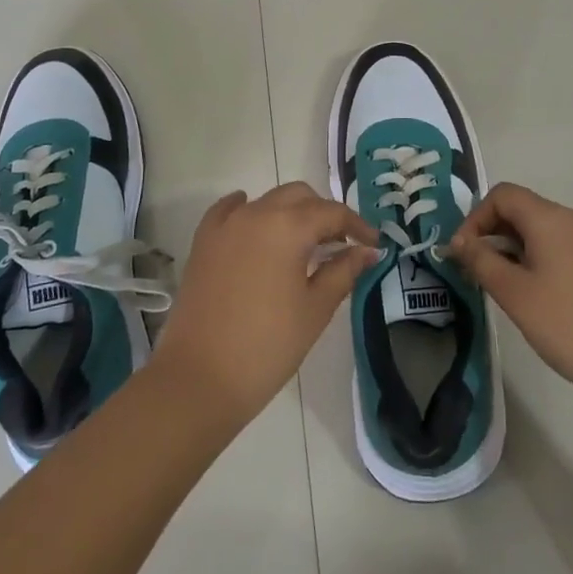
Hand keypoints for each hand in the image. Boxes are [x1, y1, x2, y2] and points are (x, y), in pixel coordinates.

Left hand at [152, 183, 377, 425]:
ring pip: (267, 201)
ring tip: (304, 244)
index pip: (332, 213)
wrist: (199, 377)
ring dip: (290, 212)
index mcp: (288, 226)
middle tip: (340, 245)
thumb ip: (343, 271)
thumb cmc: (268, 345)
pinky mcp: (203, 242)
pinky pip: (229, 211)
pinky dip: (248, 210)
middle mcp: (256, 213)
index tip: (373, 245)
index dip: (357, 226)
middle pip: (299, 196)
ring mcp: (226, 225)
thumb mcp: (315, 309)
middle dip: (323, 214)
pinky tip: (255, 222)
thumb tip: (368, 251)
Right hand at [449, 183, 572, 415]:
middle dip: (496, 235)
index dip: (476, 217)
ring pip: (549, 232)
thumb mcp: (515, 295)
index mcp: (552, 219)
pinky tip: (549, 300)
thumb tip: (460, 241)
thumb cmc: (570, 327)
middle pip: (526, 211)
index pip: (503, 195)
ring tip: (513, 291)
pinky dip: (548, 261)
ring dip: (521, 250)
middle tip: (482, 275)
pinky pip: (571, 249)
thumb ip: (481, 261)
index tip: (464, 254)